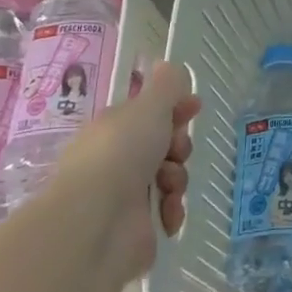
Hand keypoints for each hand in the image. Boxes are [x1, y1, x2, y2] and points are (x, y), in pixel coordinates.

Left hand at [56, 61, 200, 284]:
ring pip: (170, 176)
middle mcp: (116, 159)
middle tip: (176, 150)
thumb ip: (165, 85)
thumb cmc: (122, 153)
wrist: (97, 222)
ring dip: (177, 179)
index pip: (148, 112)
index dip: (174, 108)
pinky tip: (168, 213)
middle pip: (164, 144)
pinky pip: (167, 210)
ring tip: (168, 187)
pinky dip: (172, 210)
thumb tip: (166, 64)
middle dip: (178, 146)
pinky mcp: (136, 227)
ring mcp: (125, 195)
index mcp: (113, 128)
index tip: (194, 107)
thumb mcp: (148, 106)